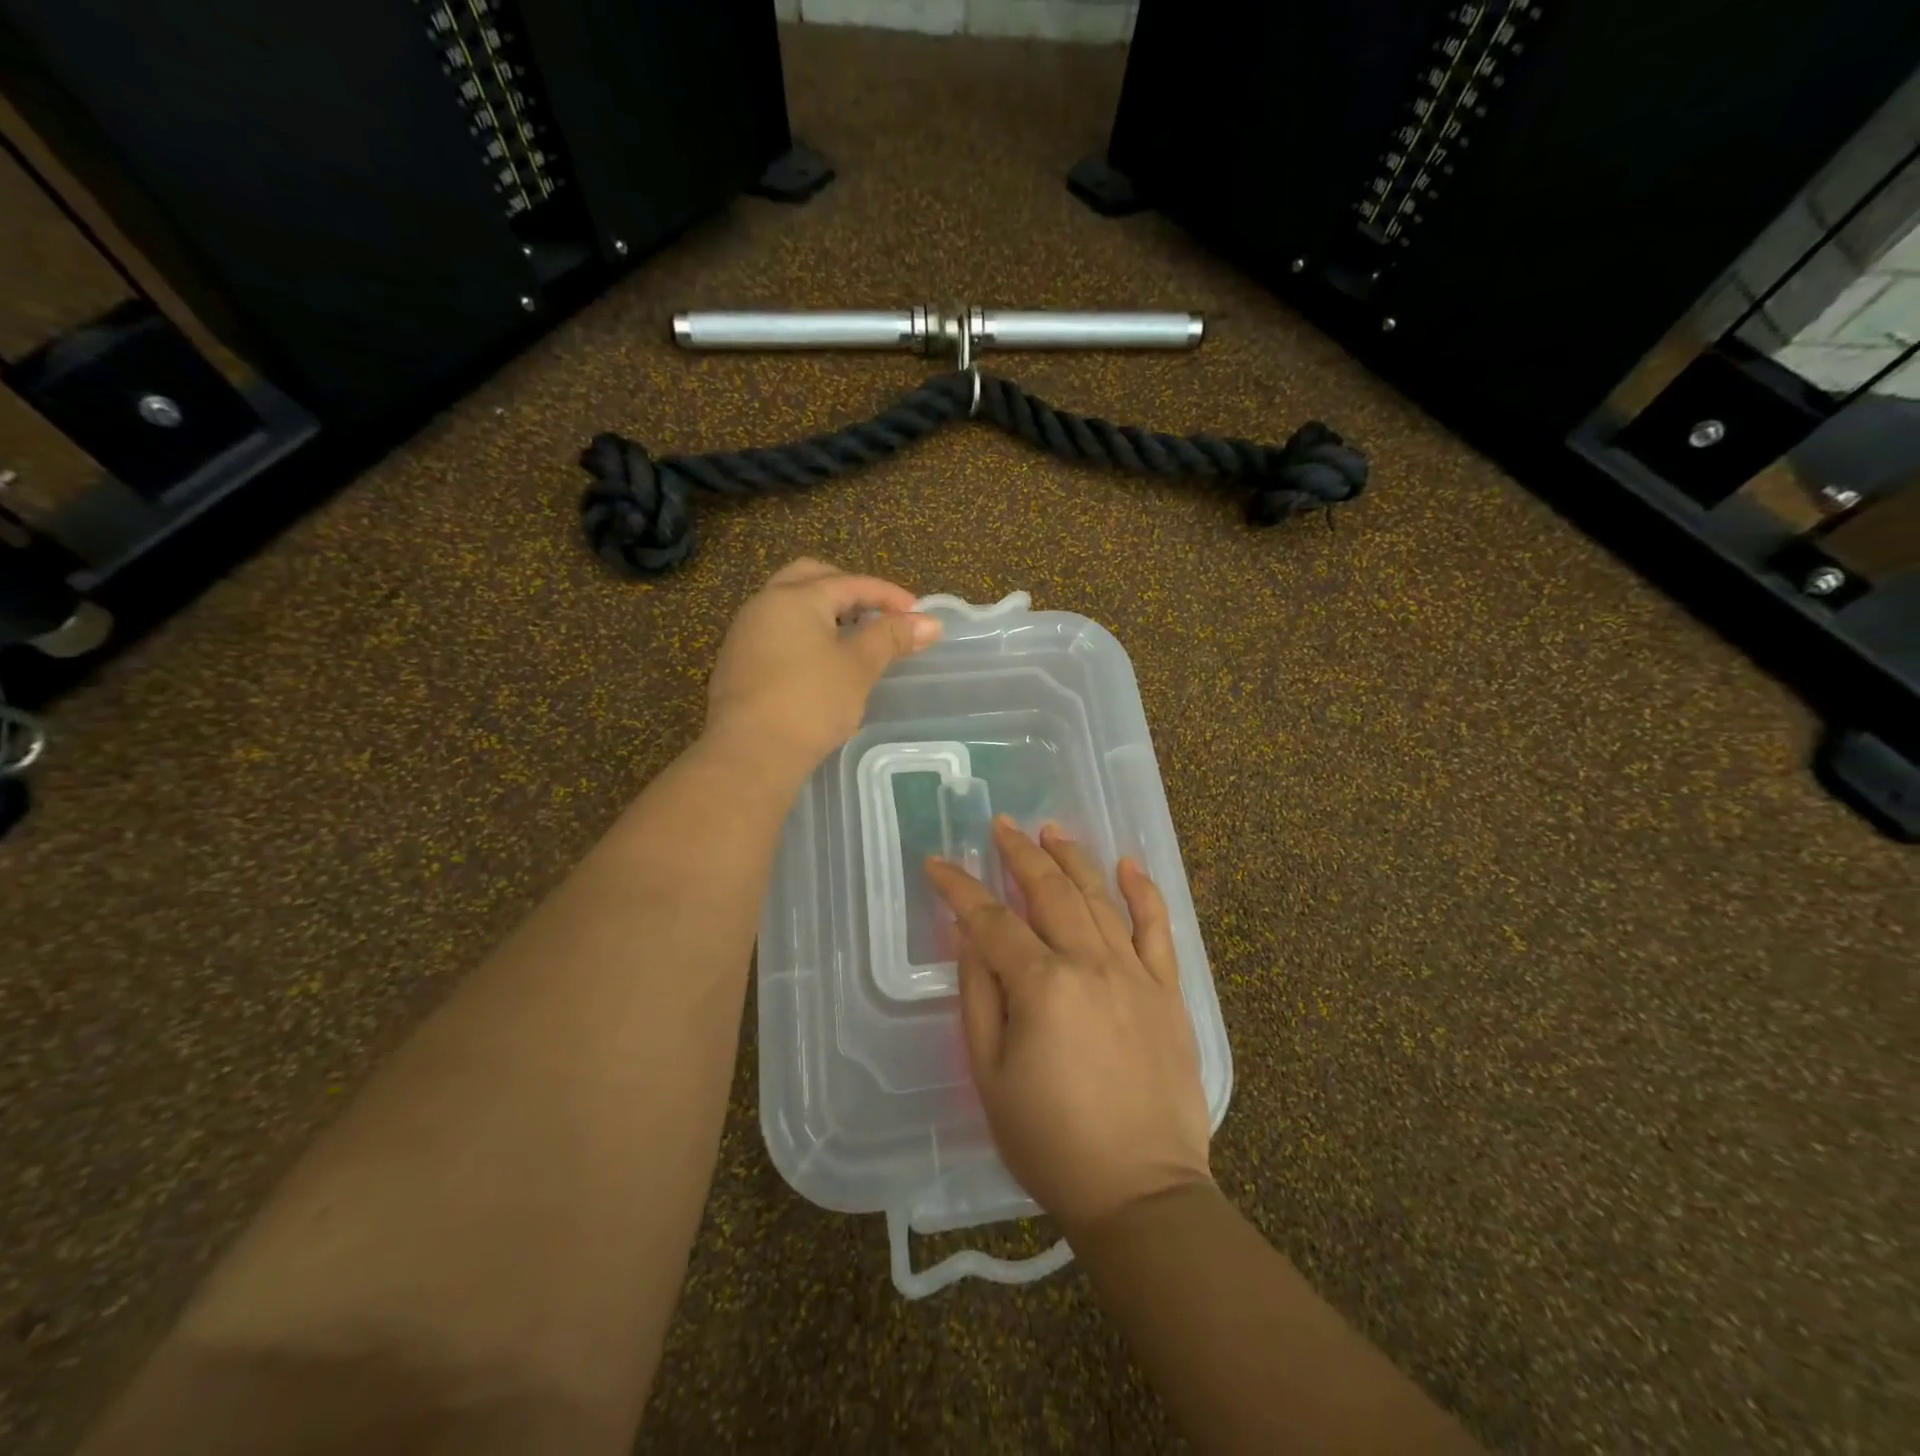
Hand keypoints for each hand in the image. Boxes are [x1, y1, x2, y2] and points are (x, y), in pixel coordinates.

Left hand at [704, 558, 940, 779]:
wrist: (750, 753)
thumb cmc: (811, 703)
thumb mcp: (859, 667)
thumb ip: (892, 637)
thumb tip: (930, 623)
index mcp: (795, 597)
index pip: (851, 583)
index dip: (889, 595)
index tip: (919, 615)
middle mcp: (765, 604)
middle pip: (812, 578)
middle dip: (849, 591)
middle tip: (878, 614)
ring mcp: (745, 633)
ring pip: (790, 605)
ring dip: (825, 612)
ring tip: (855, 638)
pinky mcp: (737, 662)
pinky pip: (777, 631)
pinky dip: (805, 634)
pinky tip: (823, 663)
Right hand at [925, 819, 1212, 1237]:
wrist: (1140, 1192)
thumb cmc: (1050, 1142)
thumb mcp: (990, 1075)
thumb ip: (978, 996)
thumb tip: (967, 936)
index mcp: (1042, 985)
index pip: (992, 920)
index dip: (960, 888)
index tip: (938, 863)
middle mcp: (1091, 964)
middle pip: (1050, 892)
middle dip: (1020, 854)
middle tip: (1002, 826)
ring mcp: (1135, 974)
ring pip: (1099, 898)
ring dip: (1072, 859)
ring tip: (1051, 831)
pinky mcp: (1168, 992)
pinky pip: (1158, 929)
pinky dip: (1143, 892)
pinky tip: (1128, 864)